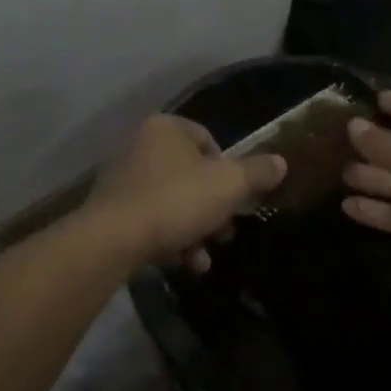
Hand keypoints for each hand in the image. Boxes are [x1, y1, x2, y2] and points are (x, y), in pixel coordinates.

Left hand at [84, 115, 285, 271]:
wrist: (112, 239)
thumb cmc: (175, 201)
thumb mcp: (228, 186)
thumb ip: (257, 172)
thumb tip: (281, 162)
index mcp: (165, 127)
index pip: (208, 140)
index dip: (228, 171)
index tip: (235, 200)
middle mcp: (139, 143)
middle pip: (190, 174)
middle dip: (211, 207)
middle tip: (224, 234)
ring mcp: (121, 175)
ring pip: (171, 199)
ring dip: (193, 229)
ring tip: (203, 259)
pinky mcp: (109, 207)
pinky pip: (149, 217)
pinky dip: (167, 237)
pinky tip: (180, 263)